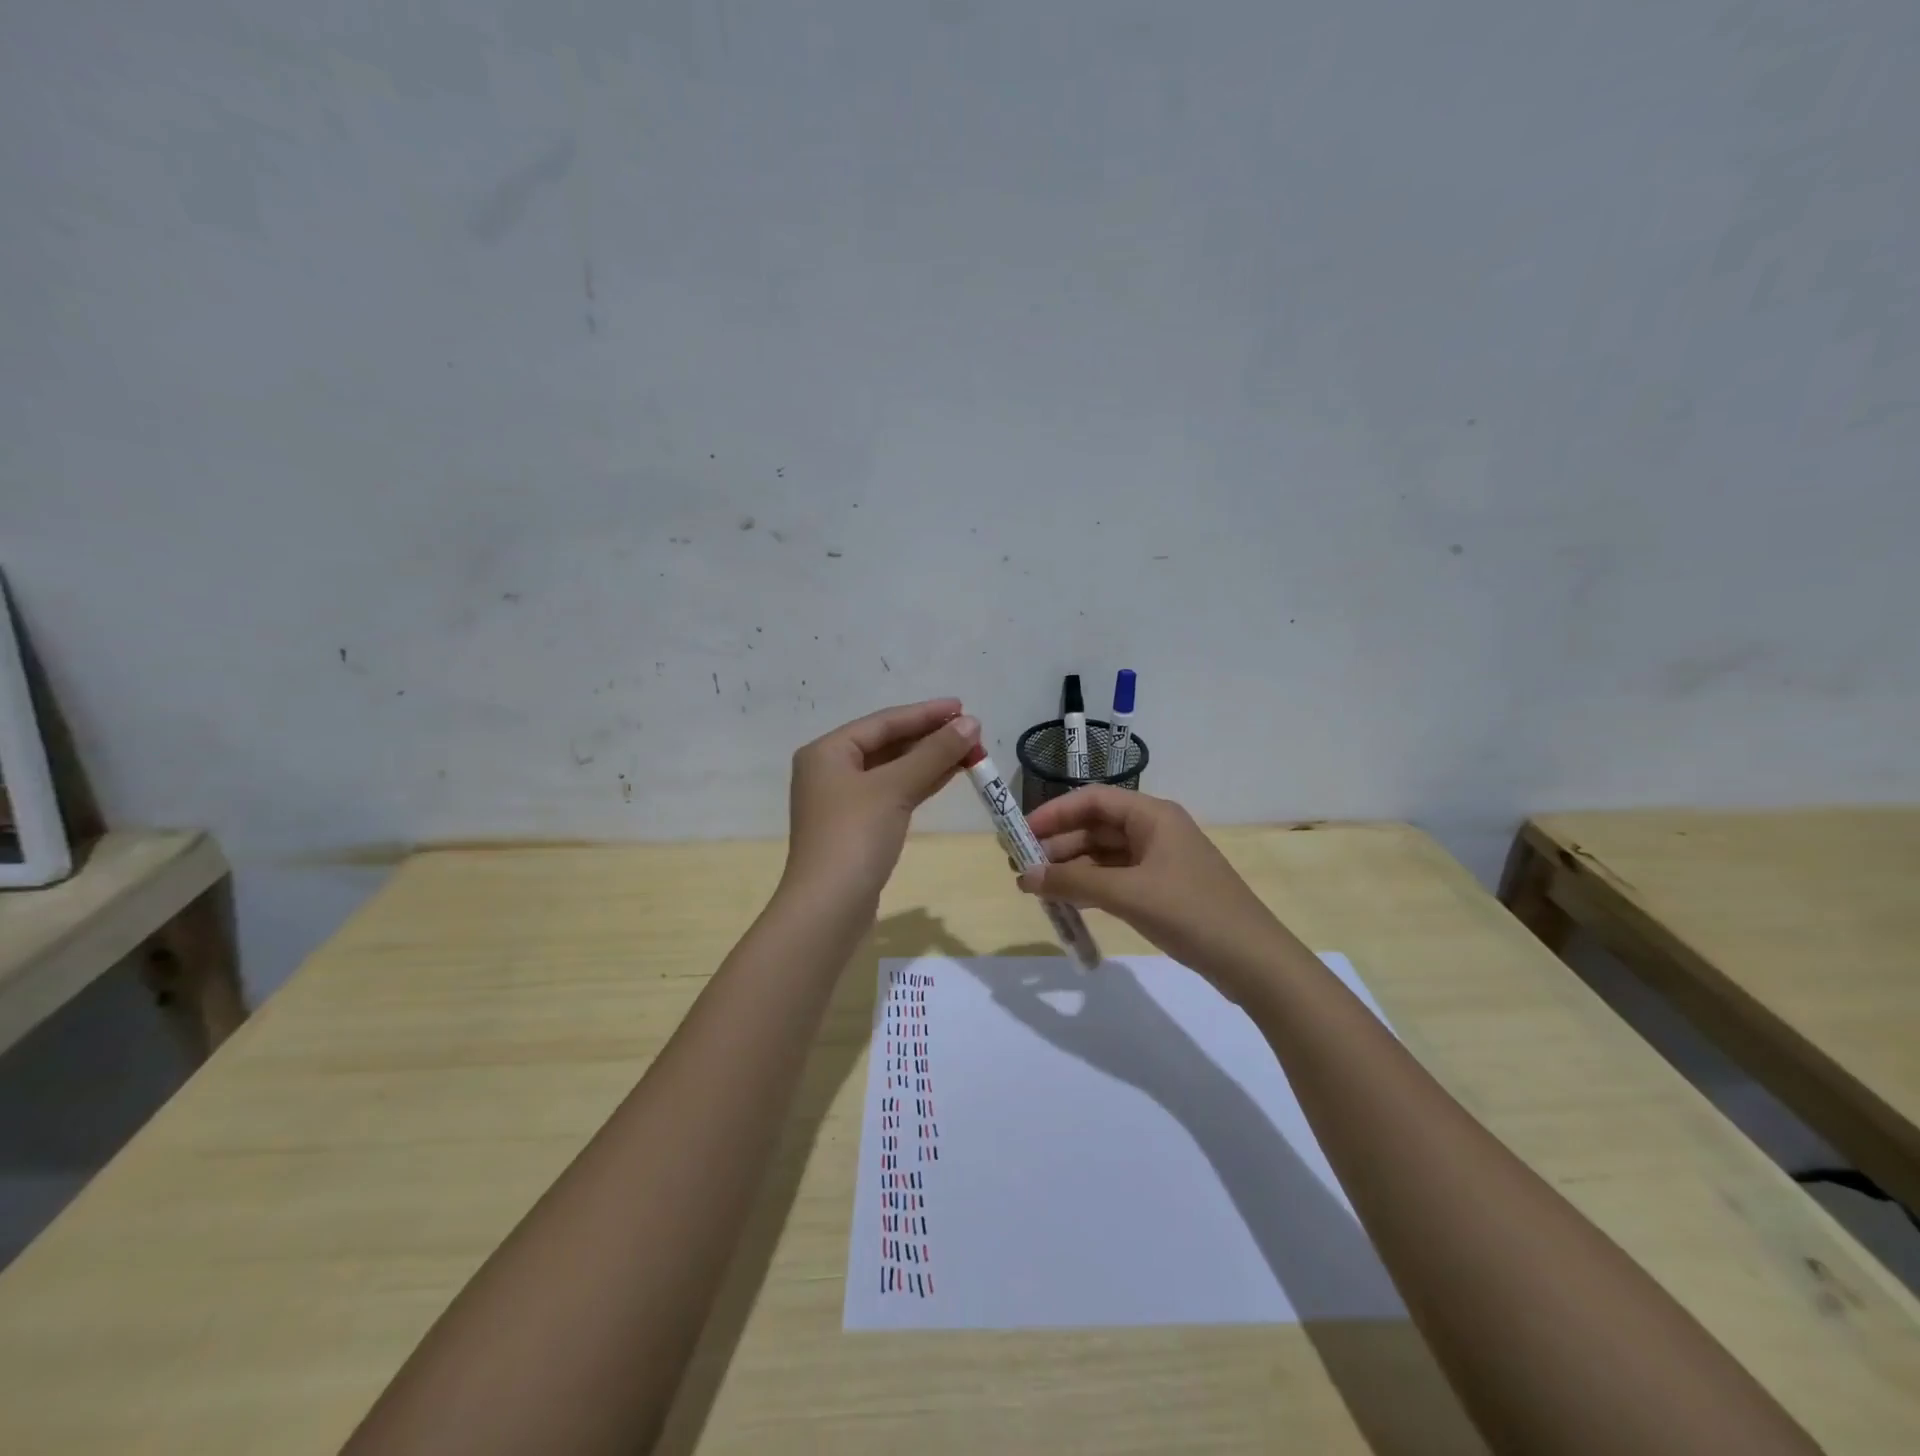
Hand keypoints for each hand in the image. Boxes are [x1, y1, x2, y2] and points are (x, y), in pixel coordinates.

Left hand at [782, 699, 980, 910]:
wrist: (829, 907)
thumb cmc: (855, 836)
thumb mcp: (895, 788)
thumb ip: (933, 753)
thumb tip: (971, 723)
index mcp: (827, 752)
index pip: (883, 722)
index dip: (925, 713)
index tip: (963, 707)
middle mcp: (831, 770)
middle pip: (887, 744)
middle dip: (929, 737)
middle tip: (971, 731)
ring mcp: (844, 801)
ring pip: (893, 770)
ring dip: (929, 760)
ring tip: (969, 750)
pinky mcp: (858, 827)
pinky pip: (893, 793)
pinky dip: (920, 783)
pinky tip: (949, 775)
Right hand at [1019, 787, 1296, 987]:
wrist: (1252, 961)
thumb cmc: (1190, 913)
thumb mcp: (1127, 894)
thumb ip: (1073, 883)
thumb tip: (1025, 876)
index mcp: (1152, 815)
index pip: (1093, 800)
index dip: (1054, 813)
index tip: (1021, 834)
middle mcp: (1155, 830)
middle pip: (1096, 827)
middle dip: (1058, 845)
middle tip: (1022, 868)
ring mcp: (1161, 861)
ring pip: (1104, 855)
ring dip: (1072, 869)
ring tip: (1036, 889)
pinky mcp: (1163, 889)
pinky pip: (1117, 878)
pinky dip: (1091, 887)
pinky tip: (1068, 903)